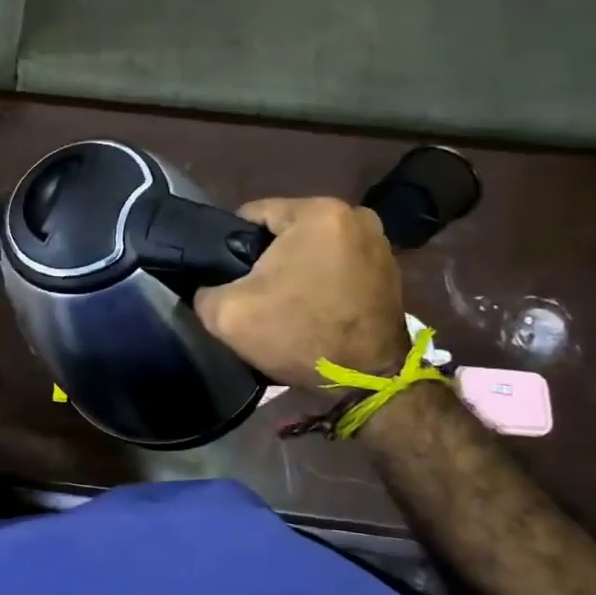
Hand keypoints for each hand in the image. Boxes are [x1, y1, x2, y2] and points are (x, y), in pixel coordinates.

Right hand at [193, 197, 406, 388]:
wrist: (366, 382)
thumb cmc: (298, 336)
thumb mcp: (227, 314)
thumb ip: (204, 289)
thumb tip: (208, 286)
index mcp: (317, 212)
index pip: (252, 214)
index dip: (232, 246)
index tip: (231, 277)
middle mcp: (354, 215)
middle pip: (286, 229)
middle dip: (268, 256)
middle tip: (257, 293)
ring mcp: (379, 241)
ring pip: (312, 246)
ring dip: (297, 267)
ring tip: (286, 302)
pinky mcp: (390, 268)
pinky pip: (338, 263)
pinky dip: (323, 279)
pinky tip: (314, 306)